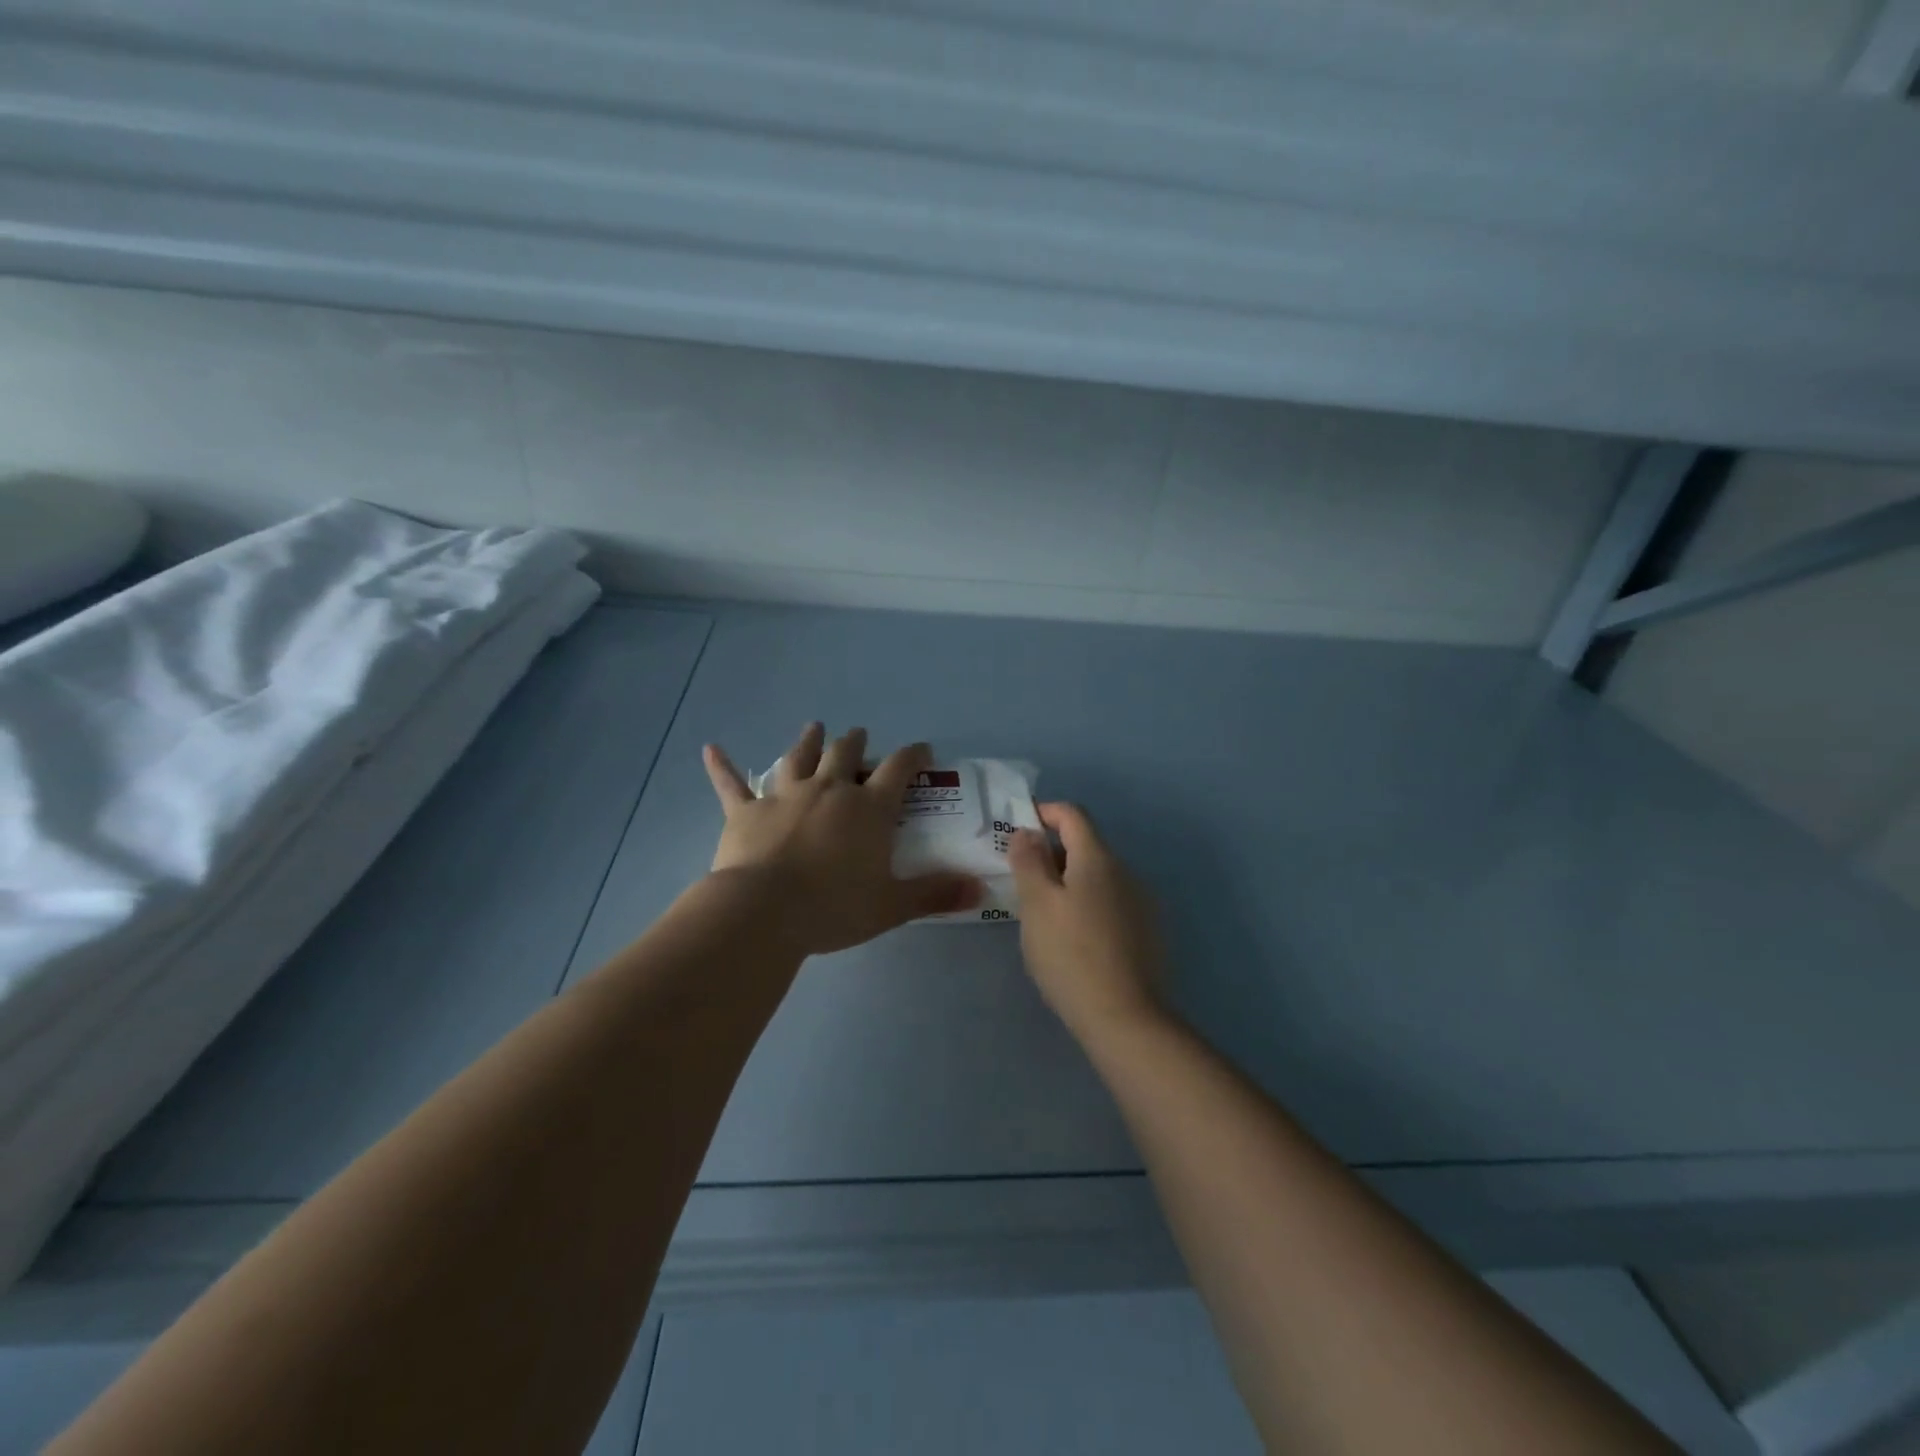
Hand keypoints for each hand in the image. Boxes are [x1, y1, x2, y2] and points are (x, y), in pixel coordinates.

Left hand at [703, 724, 982, 955]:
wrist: (764, 912)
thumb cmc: (834, 907)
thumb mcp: (892, 905)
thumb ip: (936, 893)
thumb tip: (980, 889)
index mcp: (869, 808)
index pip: (899, 769)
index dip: (914, 755)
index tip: (922, 750)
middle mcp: (829, 790)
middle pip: (846, 754)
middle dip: (856, 743)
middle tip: (859, 736)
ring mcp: (785, 796)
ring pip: (799, 757)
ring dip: (807, 741)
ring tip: (814, 727)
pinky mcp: (746, 812)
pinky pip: (732, 785)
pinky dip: (723, 767)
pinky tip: (711, 750)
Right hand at [1007, 802, 1164, 1040]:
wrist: (1125, 1019)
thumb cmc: (1071, 955)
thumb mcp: (1036, 905)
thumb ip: (1029, 861)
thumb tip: (1026, 832)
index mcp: (1099, 858)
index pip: (1073, 815)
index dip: (1044, 813)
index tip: (1017, 831)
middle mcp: (1127, 872)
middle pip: (1086, 845)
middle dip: (1052, 853)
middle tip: (1021, 880)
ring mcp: (1142, 903)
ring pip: (1098, 877)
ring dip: (1069, 881)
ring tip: (1043, 913)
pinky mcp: (1148, 933)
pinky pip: (1111, 903)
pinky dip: (1087, 905)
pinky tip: (1073, 938)